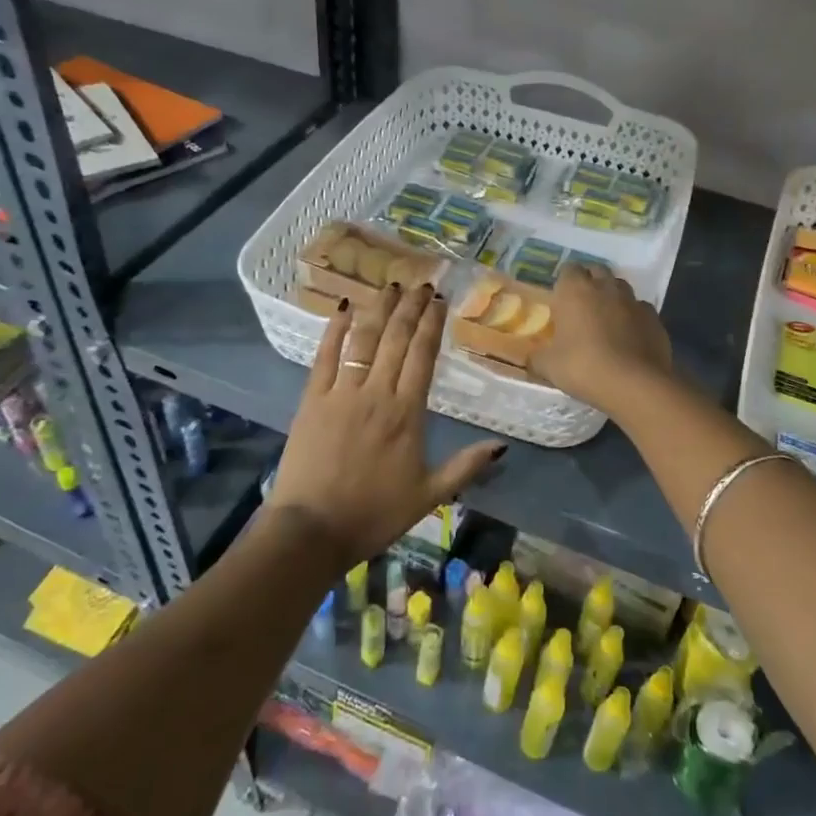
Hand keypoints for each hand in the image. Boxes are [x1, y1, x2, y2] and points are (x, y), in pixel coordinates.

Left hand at [269, 282, 505, 565]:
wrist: (312, 531)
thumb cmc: (374, 514)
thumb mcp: (429, 495)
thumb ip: (466, 467)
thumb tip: (503, 445)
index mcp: (407, 413)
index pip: (423, 356)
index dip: (432, 324)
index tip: (439, 301)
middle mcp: (377, 393)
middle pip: (396, 339)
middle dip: (410, 308)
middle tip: (420, 284)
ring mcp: (342, 393)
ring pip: (364, 340)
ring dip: (379, 310)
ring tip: (390, 286)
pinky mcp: (312, 400)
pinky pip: (325, 356)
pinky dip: (335, 330)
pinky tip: (344, 309)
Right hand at [529, 263, 673, 415]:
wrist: (634, 384)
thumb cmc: (583, 367)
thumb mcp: (548, 366)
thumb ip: (536, 358)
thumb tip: (531, 358)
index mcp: (575, 290)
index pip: (568, 269)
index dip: (565, 282)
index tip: (561, 299)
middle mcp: (605, 287)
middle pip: (597, 272)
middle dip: (590, 283)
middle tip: (582, 306)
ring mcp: (633, 300)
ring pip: (621, 288)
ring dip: (613, 297)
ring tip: (606, 320)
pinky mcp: (654, 318)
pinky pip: (640, 310)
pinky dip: (633, 317)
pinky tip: (629, 336)